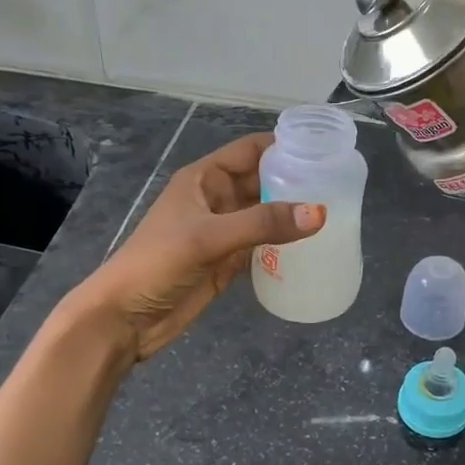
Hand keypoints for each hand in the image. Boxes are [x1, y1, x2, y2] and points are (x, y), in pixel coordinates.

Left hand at [60, 133, 323, 361]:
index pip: (251, 150)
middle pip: (263, 181)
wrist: (124, 318)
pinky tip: (313, 245)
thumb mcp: (208, 237)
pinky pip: (263, 244)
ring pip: (265, 213)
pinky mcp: (227, 261)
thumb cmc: (157, 264)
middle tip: (340, 185)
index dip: (284, 145)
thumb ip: (262, 223)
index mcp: (205, 179)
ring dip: (293, 213)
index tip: (324, 149)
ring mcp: (223, 232)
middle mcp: (216, 199)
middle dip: (296, 180)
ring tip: (337, 212)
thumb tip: (319, 213)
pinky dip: (285, 243)